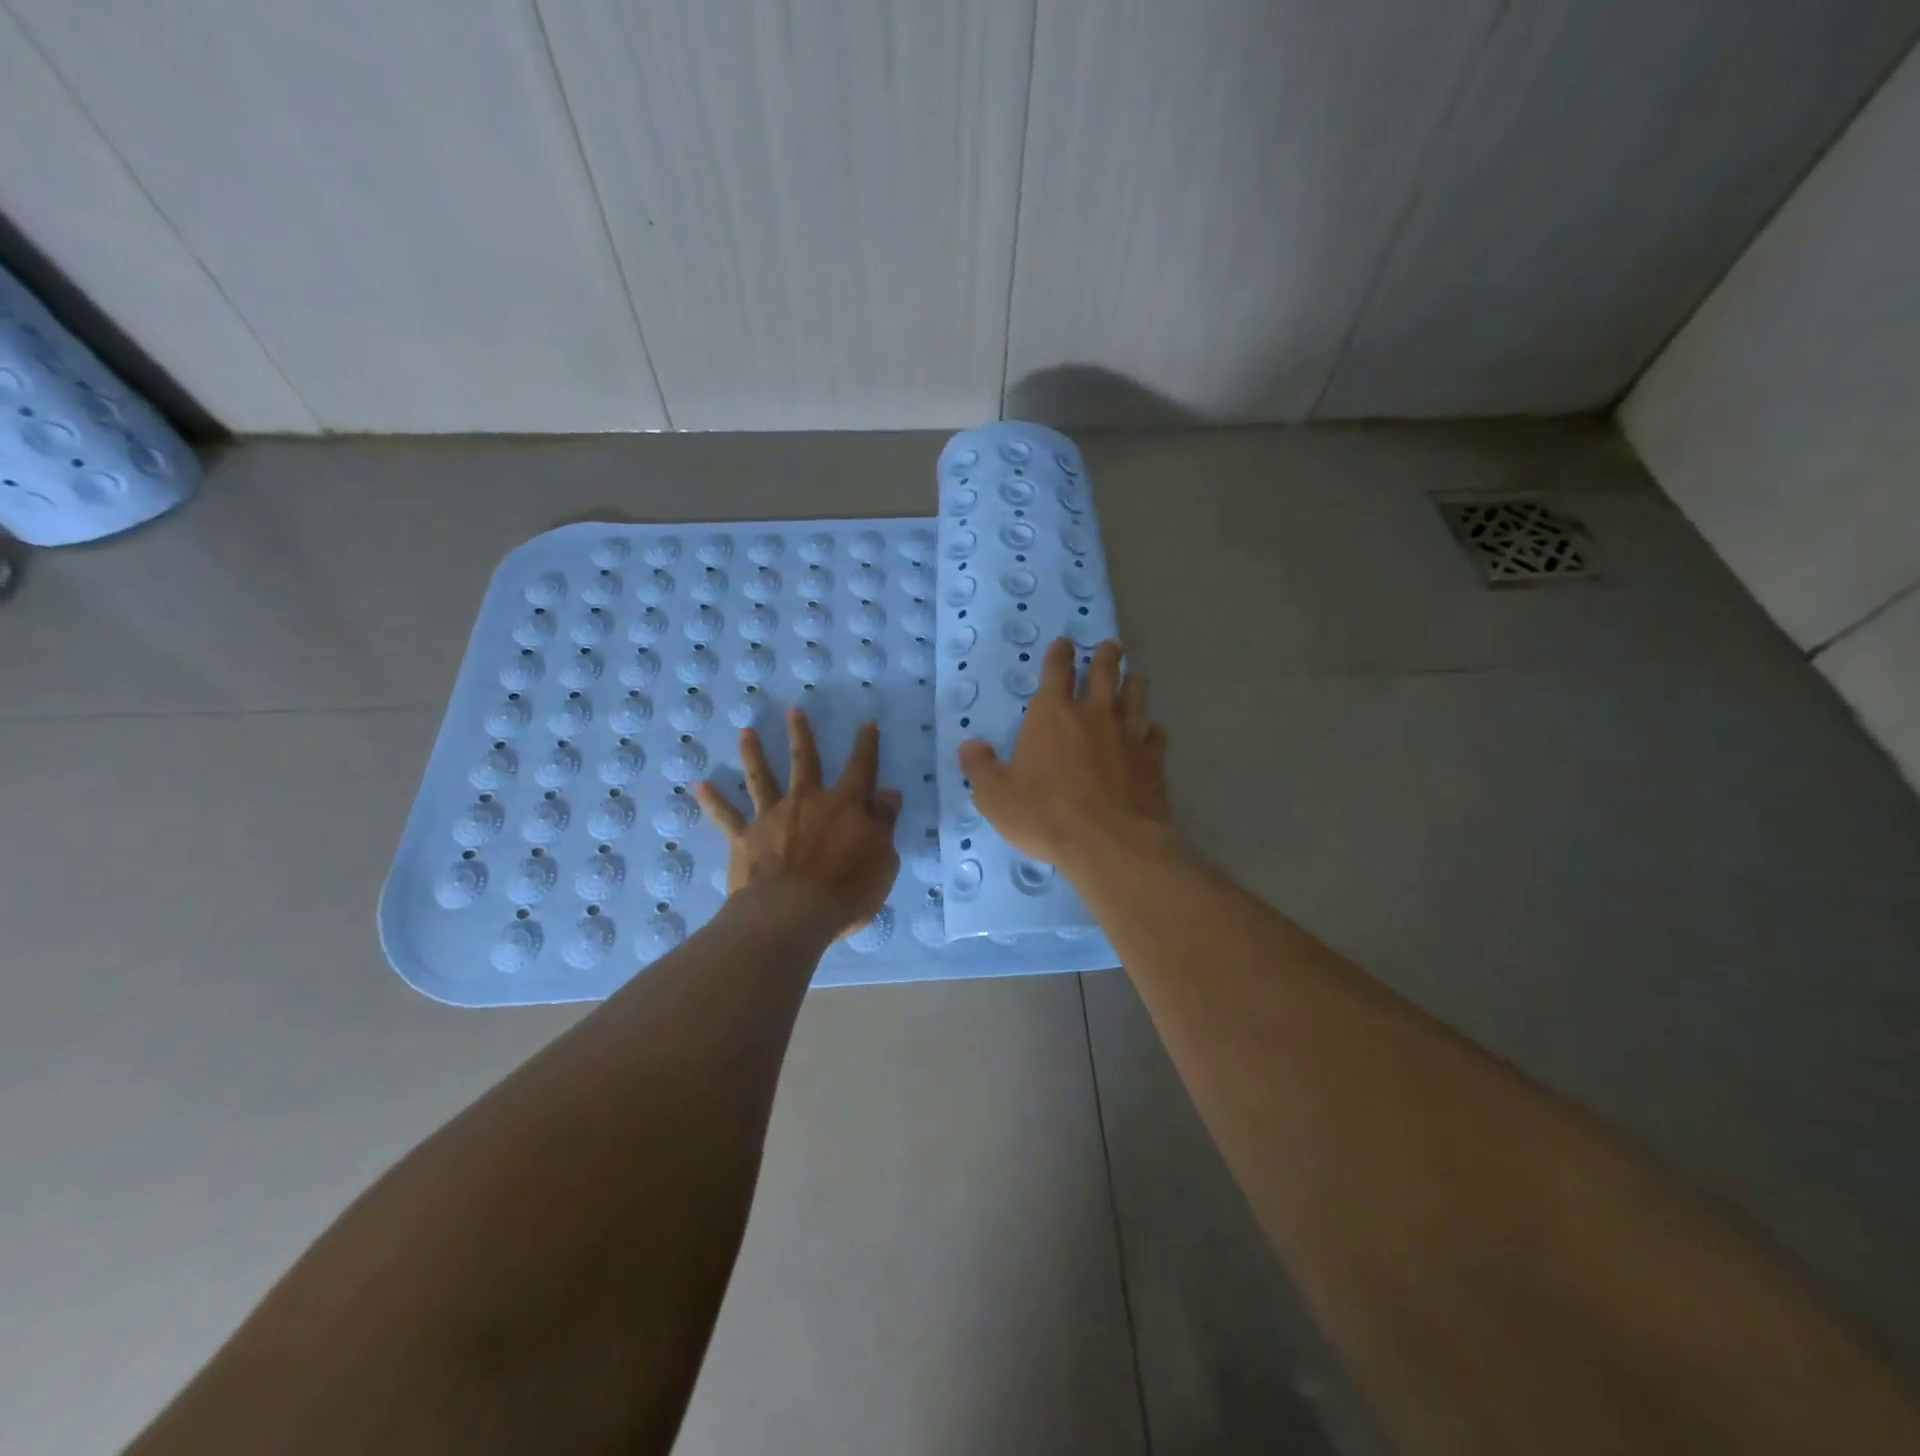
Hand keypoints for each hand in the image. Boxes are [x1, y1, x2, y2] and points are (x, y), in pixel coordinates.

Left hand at [694, 709, 902, 939]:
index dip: (866, 746)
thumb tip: (888, 793)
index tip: (867, 723)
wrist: (791, 914)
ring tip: (745, 732)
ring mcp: (772, 818)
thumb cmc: (846, 890)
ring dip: (753, 754)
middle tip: (793, 710)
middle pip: (804, 761)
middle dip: (800, 734)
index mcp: (845, 805)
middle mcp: (807, 801)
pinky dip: (713, 801)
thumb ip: (883, 822)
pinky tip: (698, 785)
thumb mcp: (883, 858)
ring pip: (762, 779)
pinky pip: (726, 817)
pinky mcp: (745, 840)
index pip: (861, 768)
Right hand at [959, 638, 1169, 875]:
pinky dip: (1154, 730)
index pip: (1056, 672)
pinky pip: (1156, 737)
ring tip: (1136, 675)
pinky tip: (1155, 730)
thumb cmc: (1045, 815)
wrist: (1109, 842)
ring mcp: (1127, 736)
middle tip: (1111, 646)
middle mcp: (1093, 715)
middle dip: (1106, 658)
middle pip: (1104, 675)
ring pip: (1135, 698)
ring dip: (1134, 684)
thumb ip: (980, 767)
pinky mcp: (1152, 761)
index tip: (1066, 642)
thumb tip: (969, 746)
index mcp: (1052, 716)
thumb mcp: (995, 796)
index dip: (1060, 655)